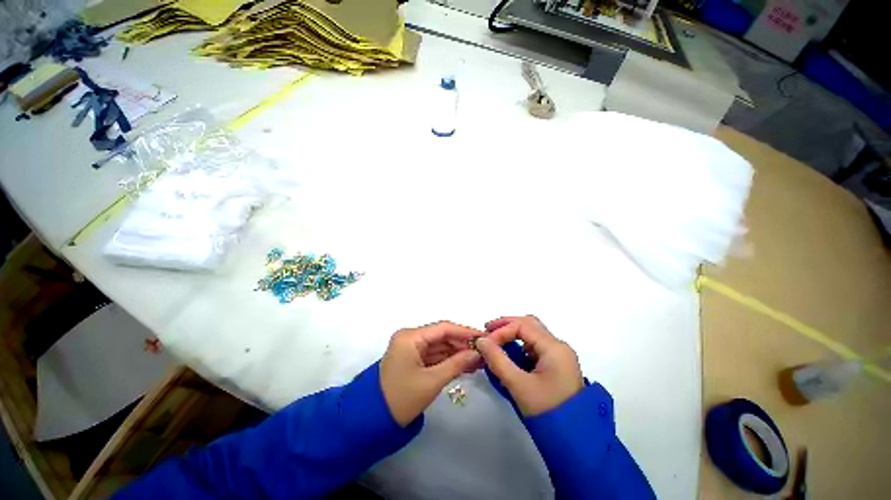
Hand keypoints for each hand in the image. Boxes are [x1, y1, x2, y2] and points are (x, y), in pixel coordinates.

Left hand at [380, 321, 482, 425]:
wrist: (377, 415)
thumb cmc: (404, 396)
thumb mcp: (433, 380)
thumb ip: (457, 363)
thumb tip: (478, 352)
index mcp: (410, 338)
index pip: (444, 328)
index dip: (467, 332)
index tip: (488, 339)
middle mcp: (408, 339)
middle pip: (442, 336)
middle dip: (464, 345)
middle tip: (487, 354)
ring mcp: (409, 351)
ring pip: (439, 347)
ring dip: (458, 354)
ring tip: (481, 362)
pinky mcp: (411, 362)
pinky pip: (434, 357)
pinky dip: (449, 361)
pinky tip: (466, 367)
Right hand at [476, 315, 583, 416]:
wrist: (570, 429)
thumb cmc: (544, 406)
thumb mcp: (518, 384)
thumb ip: (498, 361)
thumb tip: (481, 341)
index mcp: (554, 347)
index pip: (524, 325)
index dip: (501, 330)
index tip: (483, 344)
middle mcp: (559, 347)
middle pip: (531, 327)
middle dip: (507, 328)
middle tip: (485, 335)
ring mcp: (560, 357)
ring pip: (534, 339)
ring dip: (513, 340)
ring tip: (493, 349)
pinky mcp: (558, 367)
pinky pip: (538, 352)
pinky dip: (521, 352)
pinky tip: (508, 361)